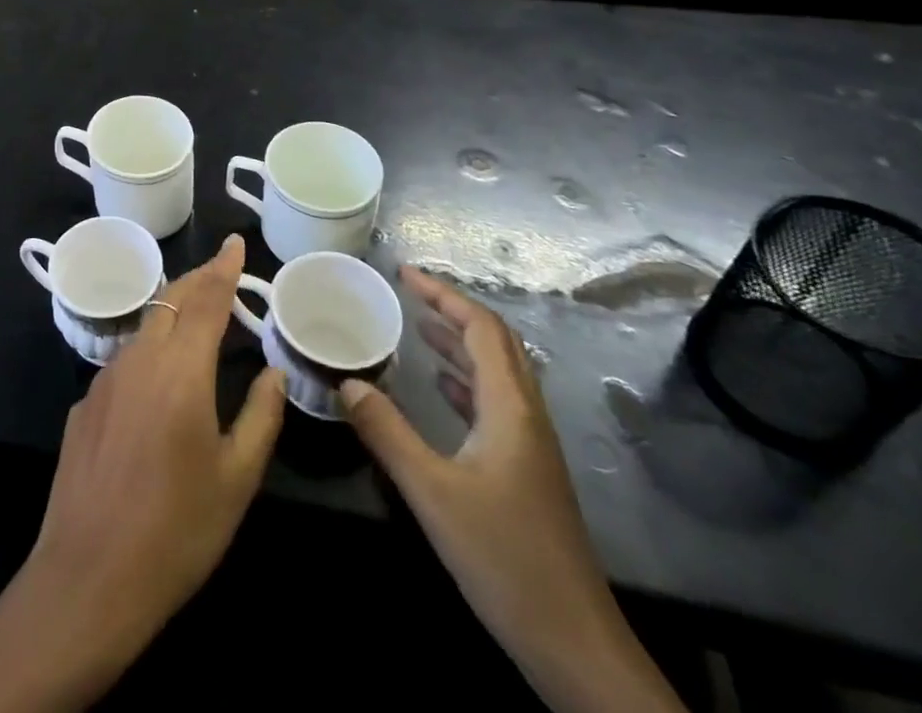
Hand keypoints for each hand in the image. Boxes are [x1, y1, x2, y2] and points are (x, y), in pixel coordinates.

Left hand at [0, 234, 284, 712]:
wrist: (90, 575)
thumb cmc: (177, 530)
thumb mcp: (236, 479)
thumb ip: (260, 416)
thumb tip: (273, 373)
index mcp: (182, 370)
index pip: (207, 300)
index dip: (224, 269)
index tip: (234, 242)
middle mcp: (140, 359)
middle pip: (170, 300)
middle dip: (198, 280)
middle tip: (222, 273)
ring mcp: (105, 378)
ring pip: (144, 326)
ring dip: (171, 313)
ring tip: (196, 320)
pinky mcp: (85, 402)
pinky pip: (124, 360)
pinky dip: (149, 351)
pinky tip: (158, 383)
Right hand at [339, 268, 684, 712]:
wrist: (575, 646)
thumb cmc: (505, 559)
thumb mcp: (433, 492)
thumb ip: (387, 432)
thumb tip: (346, 381)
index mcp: (510, 409)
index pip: (481, 328)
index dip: (444, 294)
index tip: (404, 274)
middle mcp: (526, 416)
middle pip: (496, 343)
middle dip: (453, 310)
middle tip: (408, 293)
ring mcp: (530, 445)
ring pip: (498, 373)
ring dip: (460, 342)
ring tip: (418, 326)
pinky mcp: (526, 471)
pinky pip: (494, 403)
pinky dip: (465, 380)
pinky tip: (439, 388)